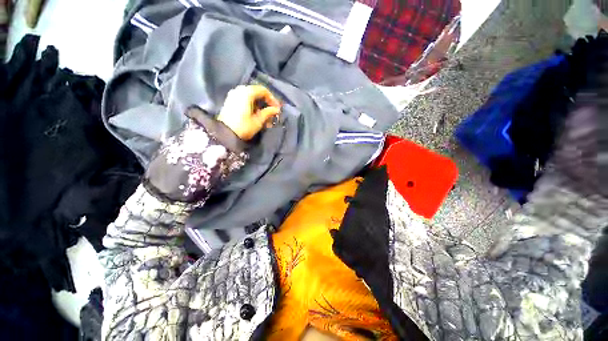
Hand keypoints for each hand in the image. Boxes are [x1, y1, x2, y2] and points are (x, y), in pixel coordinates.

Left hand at [217, 85, 280, 140]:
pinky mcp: (230, 101)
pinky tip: (256, 114)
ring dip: (259, 104)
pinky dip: (252, 105)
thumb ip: (268, 112)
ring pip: (250, 96)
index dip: (272, 99)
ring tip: (265, 115)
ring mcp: (233, 95)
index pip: (263, 90)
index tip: (277, 108)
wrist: (224, 134)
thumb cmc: (243, 127)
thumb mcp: (258, 120)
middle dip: (266, 102)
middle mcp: (239, 90)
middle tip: (272, 111)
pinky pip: (244, 99)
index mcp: (246, 92)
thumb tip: (276, 109)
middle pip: (256, 92)